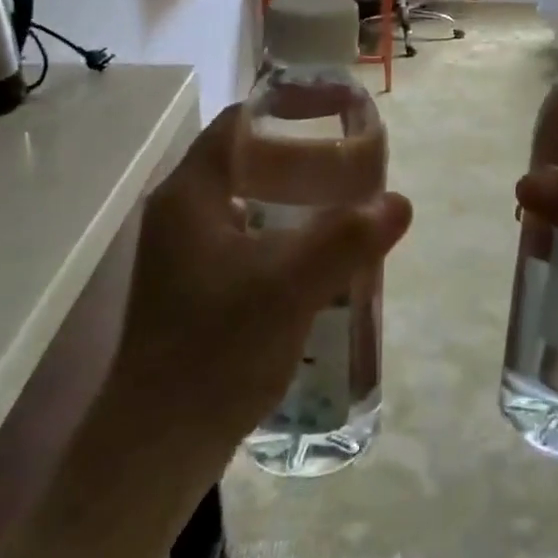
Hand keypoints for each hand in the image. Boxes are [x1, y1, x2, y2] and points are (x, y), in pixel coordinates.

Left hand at [105, 104, 412, 464]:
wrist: (158, 448)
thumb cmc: (215, 351)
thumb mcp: (290, 287)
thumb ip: (347, 239)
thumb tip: (400, 202)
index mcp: (190, 195)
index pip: (239, 123)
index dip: (287, 109)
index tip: (337, 114)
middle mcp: (182, 214)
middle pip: (247, 161)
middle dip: (302, 159)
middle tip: (354, 167)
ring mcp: (185, 254)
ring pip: (249, 203)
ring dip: (296, 200)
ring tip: (347, 207)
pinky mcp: (196, 288)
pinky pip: (247, 239)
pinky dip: (284, 235)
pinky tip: (320, 259)